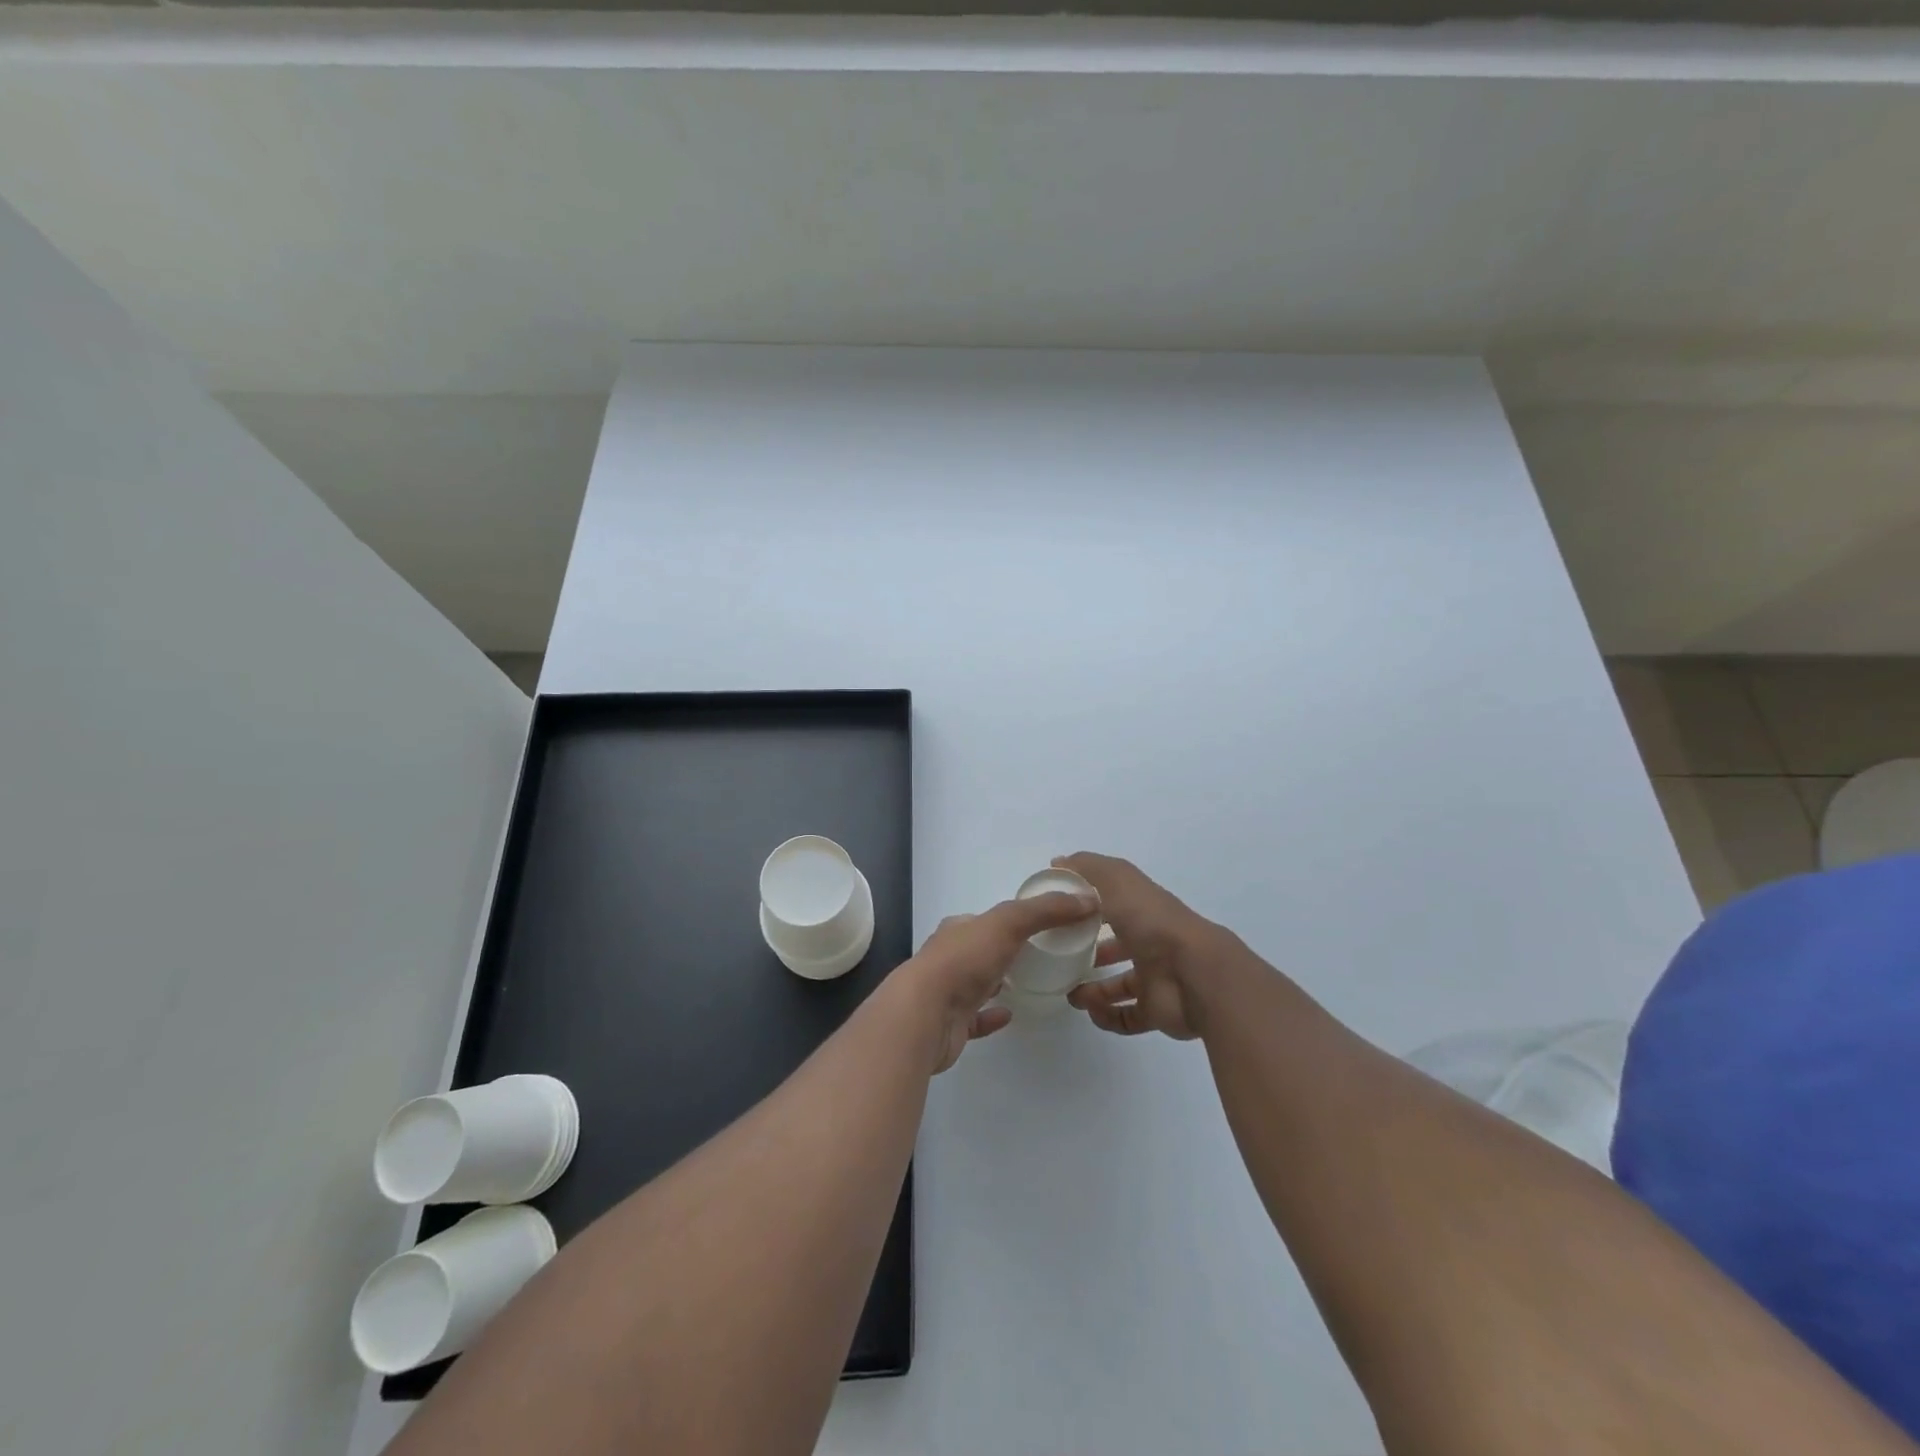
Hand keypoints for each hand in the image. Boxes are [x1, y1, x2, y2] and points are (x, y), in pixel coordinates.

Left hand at [893, 889, 1099, 1072]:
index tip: (1044, 924)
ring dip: (1000, 981)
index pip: (988, 919)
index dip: (1013, 919)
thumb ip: (1045, 911)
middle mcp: (950, 957)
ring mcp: (948, 992)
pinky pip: (976, 1018)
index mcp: (959, 929)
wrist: (925, 1014)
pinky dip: (993, 1016)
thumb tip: (1086, 900)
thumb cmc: (964, 961)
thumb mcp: (1008, 923)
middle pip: (983, 950)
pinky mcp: (951, 1025)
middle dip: (1007, 950)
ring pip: (979, 983)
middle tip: (1043, 956)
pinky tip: (1011, 1015)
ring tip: (1032, 983)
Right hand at [1061, 852, 1216, 1039]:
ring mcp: (1155, 978)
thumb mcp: (1118, 883)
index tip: (1060, 914)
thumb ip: (1088, 870)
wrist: (1194, 974)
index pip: (1113, 905)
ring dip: (1094, 990)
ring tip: (1071, 993)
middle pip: (1118, 946)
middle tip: (1061, 959)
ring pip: (1120, 984)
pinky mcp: (1156, 1010)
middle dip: (1091, 952)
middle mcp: (1150, 942)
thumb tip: (1058, 863)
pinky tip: (1091, 1011)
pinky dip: (1107, 1016)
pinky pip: (1127, 1017)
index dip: (1088, 907)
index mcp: (1142, 910)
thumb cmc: (1153, 923)